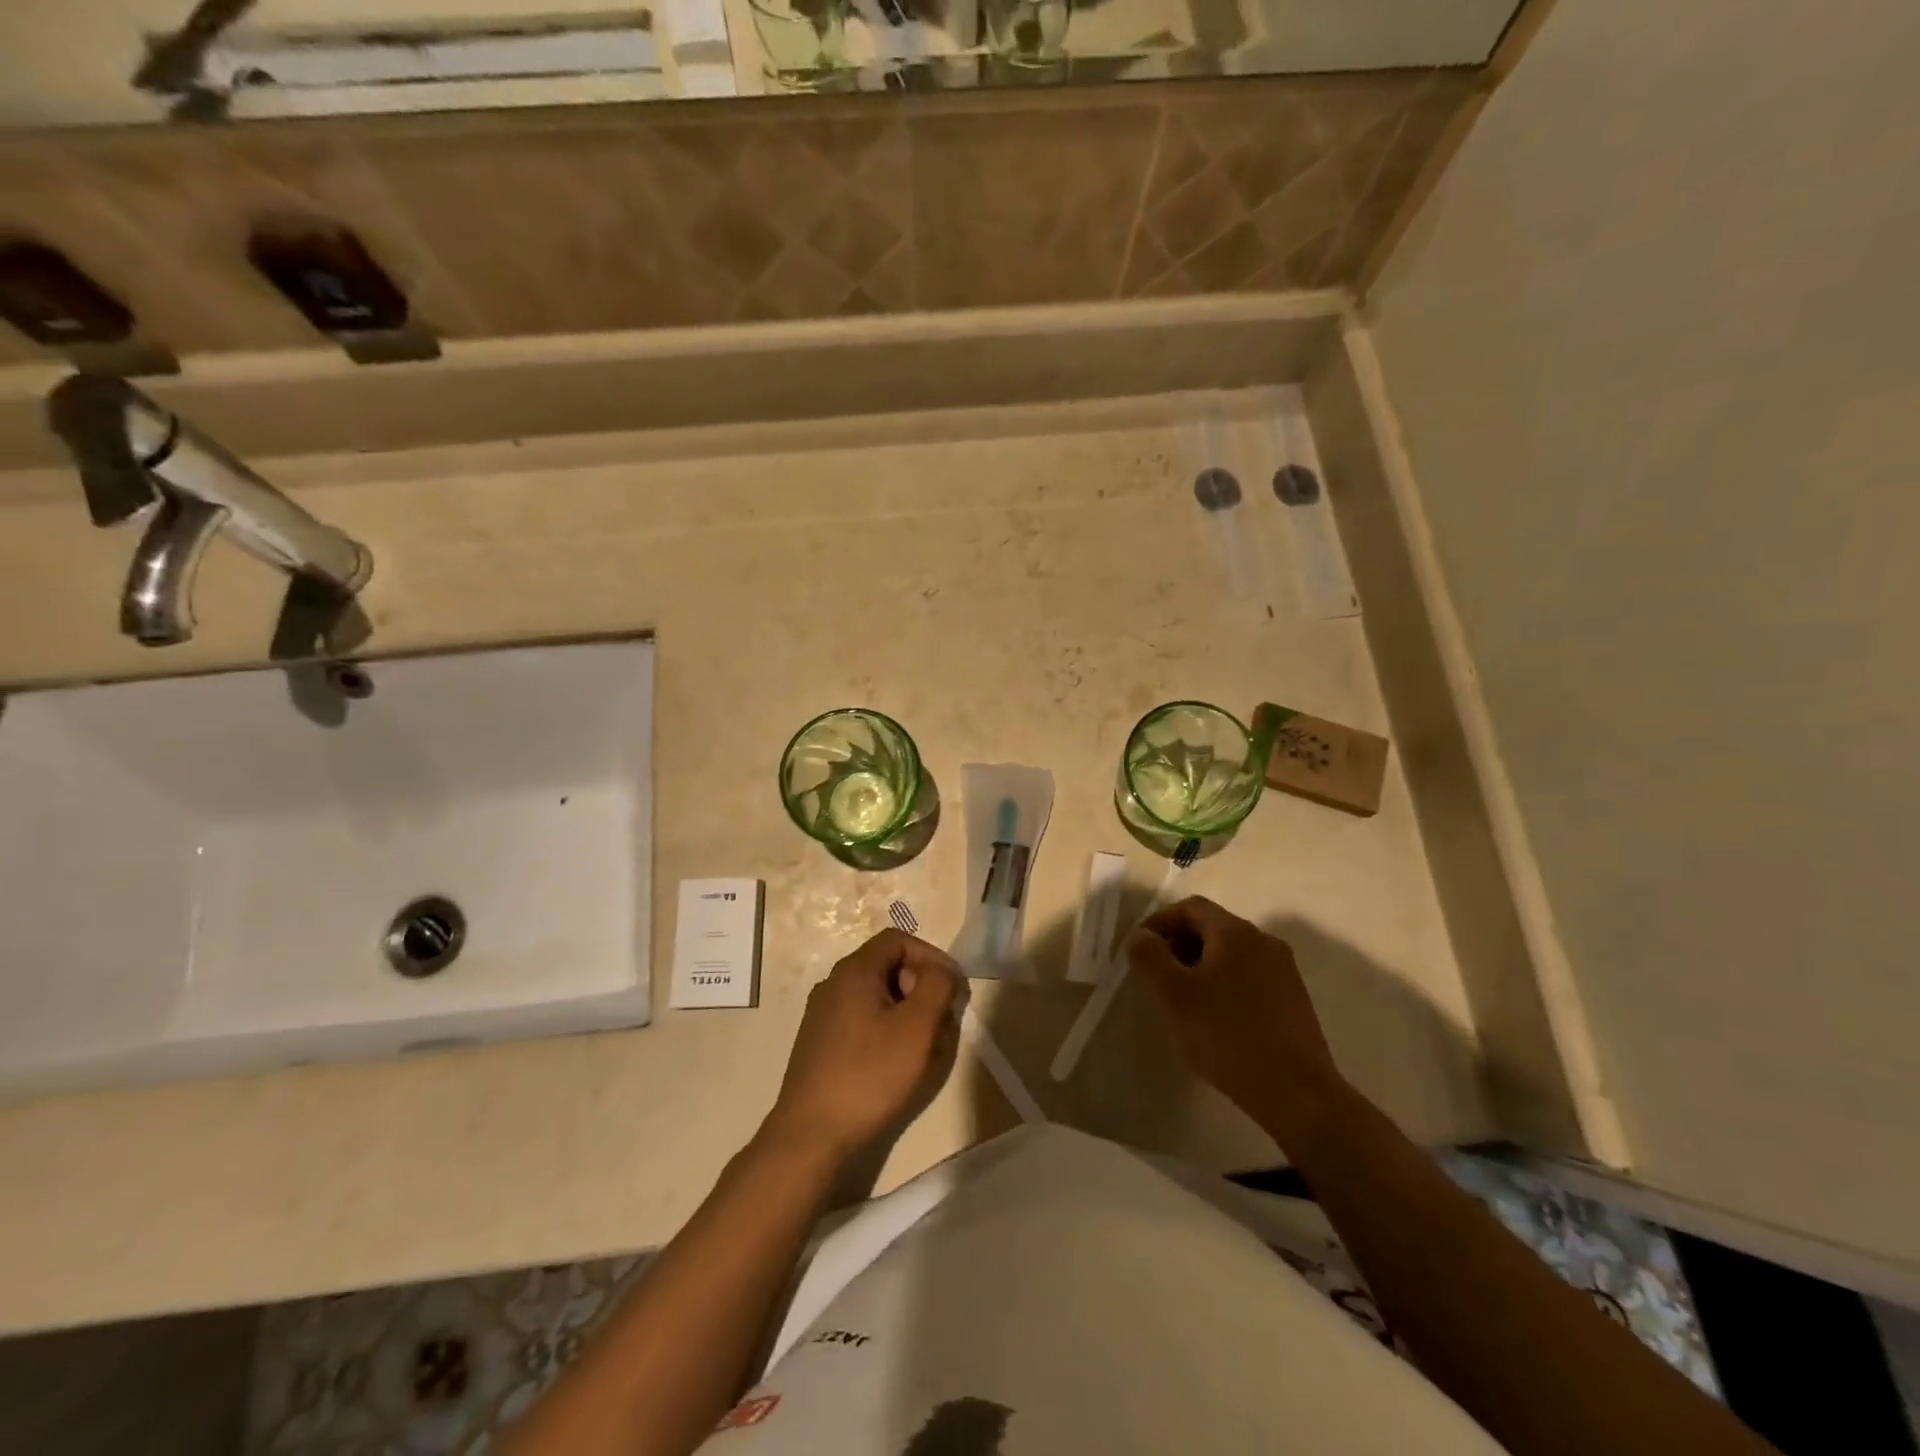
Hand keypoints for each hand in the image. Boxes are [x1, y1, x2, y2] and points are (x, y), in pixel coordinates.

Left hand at [763, 929, 959, 1162]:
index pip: (898, 940)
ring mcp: (822, 1013)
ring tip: (922, 1044)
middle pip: (886, 965)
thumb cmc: (869, 1074)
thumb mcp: (917, 1027)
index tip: (950, 988)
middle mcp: (833, 983)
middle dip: (919, 985)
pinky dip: (885, 1028)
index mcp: (854, 970)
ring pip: (875, 994)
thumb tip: (941, 972)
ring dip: (905, 1010)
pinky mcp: (819, 1042)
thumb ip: (937, 987)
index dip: (930, 956)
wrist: (810, 1134)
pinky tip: (894, 1061)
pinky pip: (860, 1018)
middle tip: (939, 1019)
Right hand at [1127, 897, 1342, 1134]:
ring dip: (1200, 964)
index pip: (1190, 908)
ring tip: (1182, 998)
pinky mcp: (1293, 998)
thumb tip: (1141, 935)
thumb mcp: (1175, 995)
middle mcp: (1264, 941)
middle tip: (1156, 975)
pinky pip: (1249, 974)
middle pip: (1212, 926)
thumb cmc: (1227, 1036)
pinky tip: (1214, 1015)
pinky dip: (1223, 981)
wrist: (1297, 1093)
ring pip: (1231, 952)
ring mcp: (1283, 969)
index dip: (1159, 922)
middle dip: (1179, 943)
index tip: (1138, 949)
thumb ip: (1151, 956)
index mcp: (1235, 932)